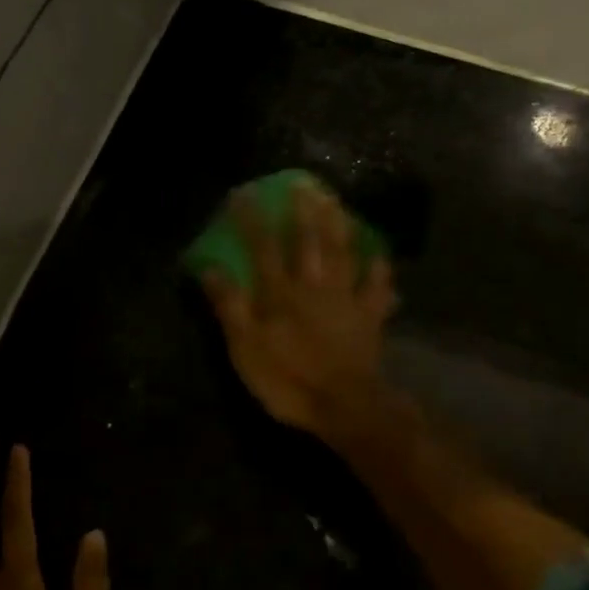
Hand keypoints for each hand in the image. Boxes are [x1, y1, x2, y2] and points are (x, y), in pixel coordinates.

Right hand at [201, 180, 396, 440]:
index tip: (244, 193)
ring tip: (336, 201)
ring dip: (339, 225)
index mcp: (281, 294)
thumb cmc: (288, 380)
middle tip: (303, 182)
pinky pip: (376, 286)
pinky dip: (378, 268)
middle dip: (303, 210)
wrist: (344, 406)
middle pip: (309, 241)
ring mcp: (346, 299)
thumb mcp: (245, 349)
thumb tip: (210, 268)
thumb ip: (230, 306)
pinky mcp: (369, 317)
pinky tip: (378, 252)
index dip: (252, 220)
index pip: (263, 247)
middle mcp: (314, 286)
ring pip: (343, 253)